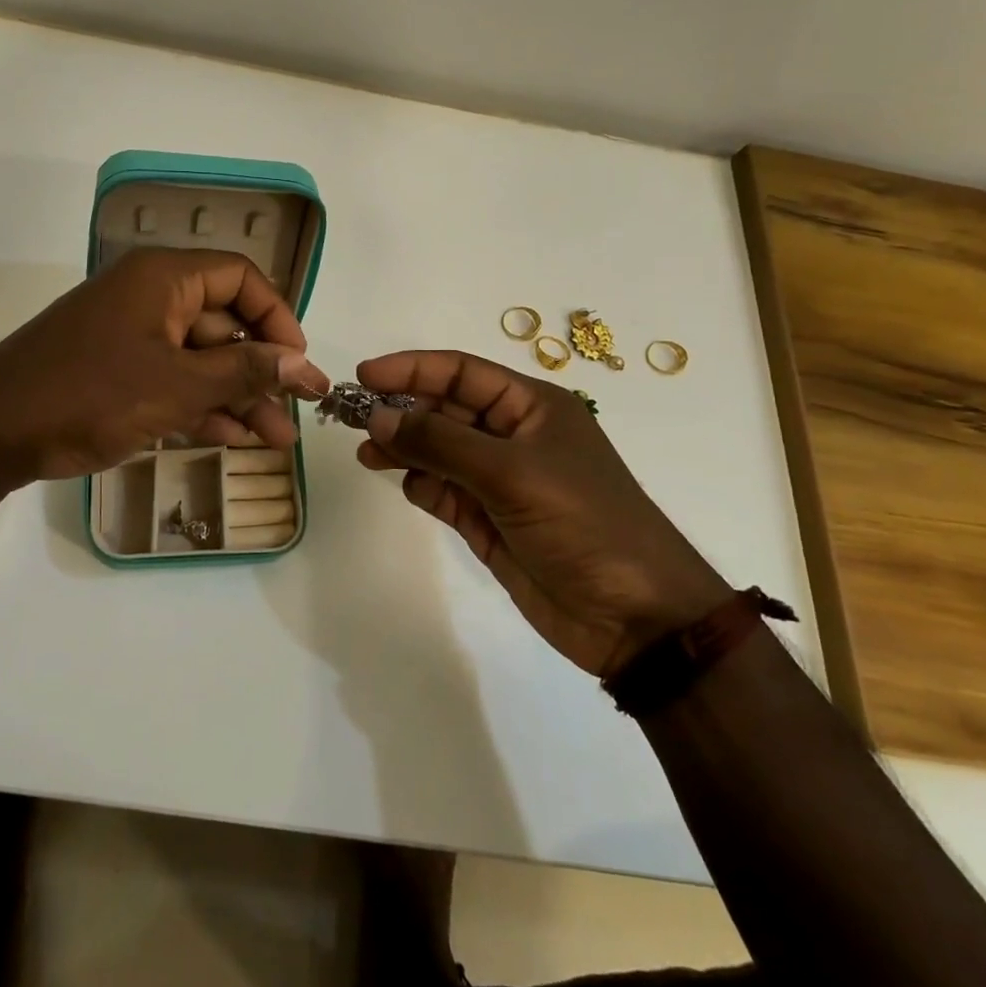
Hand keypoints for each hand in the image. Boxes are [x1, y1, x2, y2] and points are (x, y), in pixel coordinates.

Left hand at [0, 248, 329, 485]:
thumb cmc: (88, 394)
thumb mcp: (175, 385)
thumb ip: (242, 372)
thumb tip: (301, 361)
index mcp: (164, 278)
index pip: (240, 278)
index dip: (277, 317)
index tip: (298, 361)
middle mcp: (152, 298)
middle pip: (225, 325)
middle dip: (262, 372)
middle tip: (298, 412)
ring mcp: (133, 337)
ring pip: (202, 360)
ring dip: (238, 398)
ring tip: (276, 440)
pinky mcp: (118, 373)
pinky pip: (174, 382)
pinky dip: (203, 407)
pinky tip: (234, 439)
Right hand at [355, 351, 731, 677]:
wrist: (634, 618)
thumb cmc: (582, 523)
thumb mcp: (511, 472)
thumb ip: (439, 442)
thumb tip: (377, 416)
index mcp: (531, 407)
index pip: (461, 373)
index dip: (411, 369)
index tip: (364, 376)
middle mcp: (513, 436)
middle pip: (444, 410)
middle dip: (400, 411)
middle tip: (351, 418)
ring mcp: (500, 480)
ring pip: (438, 451)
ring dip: (404, 449)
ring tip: (367, 454)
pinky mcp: (489, 520)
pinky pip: (443, 491)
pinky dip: (422, 486)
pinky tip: (409, 488)